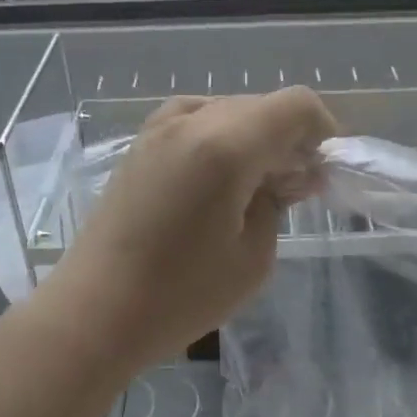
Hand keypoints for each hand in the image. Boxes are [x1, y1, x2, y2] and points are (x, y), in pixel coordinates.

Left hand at [32, 88, 337, 377]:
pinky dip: (219, 140)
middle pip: (260, 106)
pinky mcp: (138, 145)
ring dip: (252, 139)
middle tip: (293, 190)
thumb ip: (278, 202)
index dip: (321, 130)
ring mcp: (157, 128)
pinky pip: (194, 123)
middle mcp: (190, 121)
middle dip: (287, 139)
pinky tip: (217, 183)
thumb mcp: (253, 257)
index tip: (322, 170)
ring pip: (227, 111)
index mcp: (225, 146)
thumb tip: (291, 174)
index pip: (295, 105)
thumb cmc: (181, 296)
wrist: (94, 312)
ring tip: (254, 189)